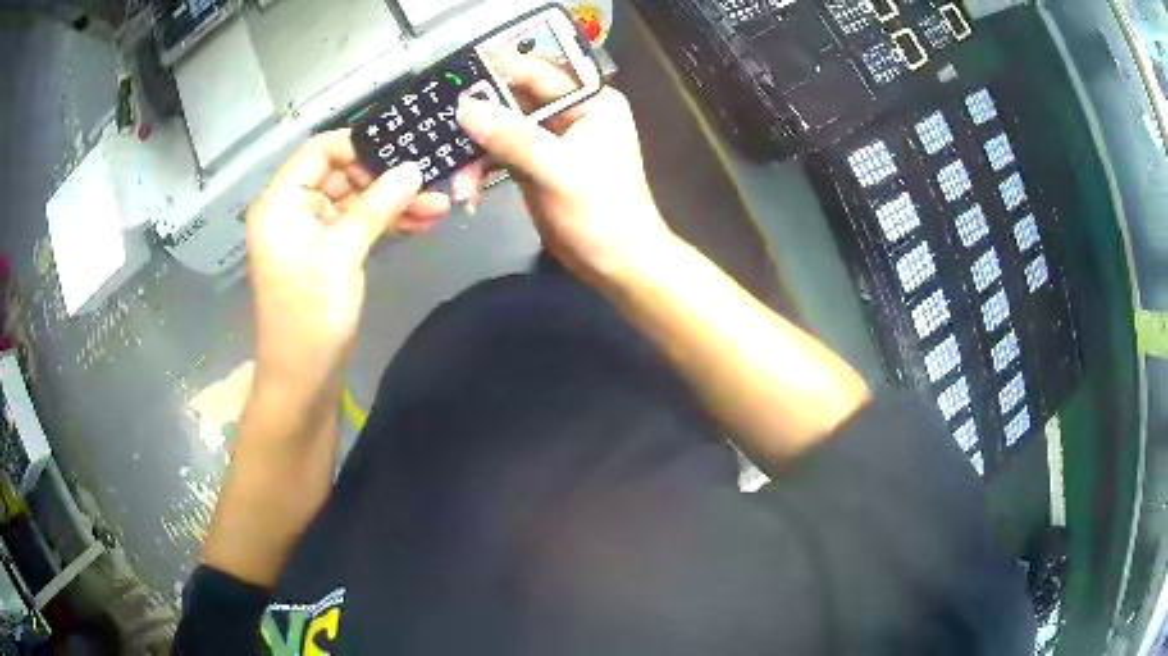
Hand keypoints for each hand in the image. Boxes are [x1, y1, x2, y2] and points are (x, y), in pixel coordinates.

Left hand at [246, 130, 449, 399]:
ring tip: (438, 205)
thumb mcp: (343, 255)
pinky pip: (356, 224)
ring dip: (392, 201)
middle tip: (429, 179)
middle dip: (384, 177)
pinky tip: (421, 222)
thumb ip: (377, 206)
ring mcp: (309, 231)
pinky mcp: (325, 251)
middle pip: (340, 173)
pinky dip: (385, 222)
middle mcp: (292, 209)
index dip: (358, 145)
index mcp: (280, 203)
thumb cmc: (312, 317)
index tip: (400, 150)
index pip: (318, 150)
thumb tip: (414, 167)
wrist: (302, 381)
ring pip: (353, 200)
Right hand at [453, 57, 673, 282]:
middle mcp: (570, 113)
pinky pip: (499, 154)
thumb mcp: (559, 170)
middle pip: (512, 101)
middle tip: (443, 137)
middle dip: (478, 122)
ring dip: (475, 153)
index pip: (539, 74)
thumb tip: (465, 108)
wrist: (616, 265)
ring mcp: (550, 139)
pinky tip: (467, 190)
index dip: (497, 73)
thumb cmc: (602, 214)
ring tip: (460, 184)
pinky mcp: (535, 164)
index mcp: (590, 102)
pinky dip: (481, 170)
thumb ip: (513, 137)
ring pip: (500, 129)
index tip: (454, 83)